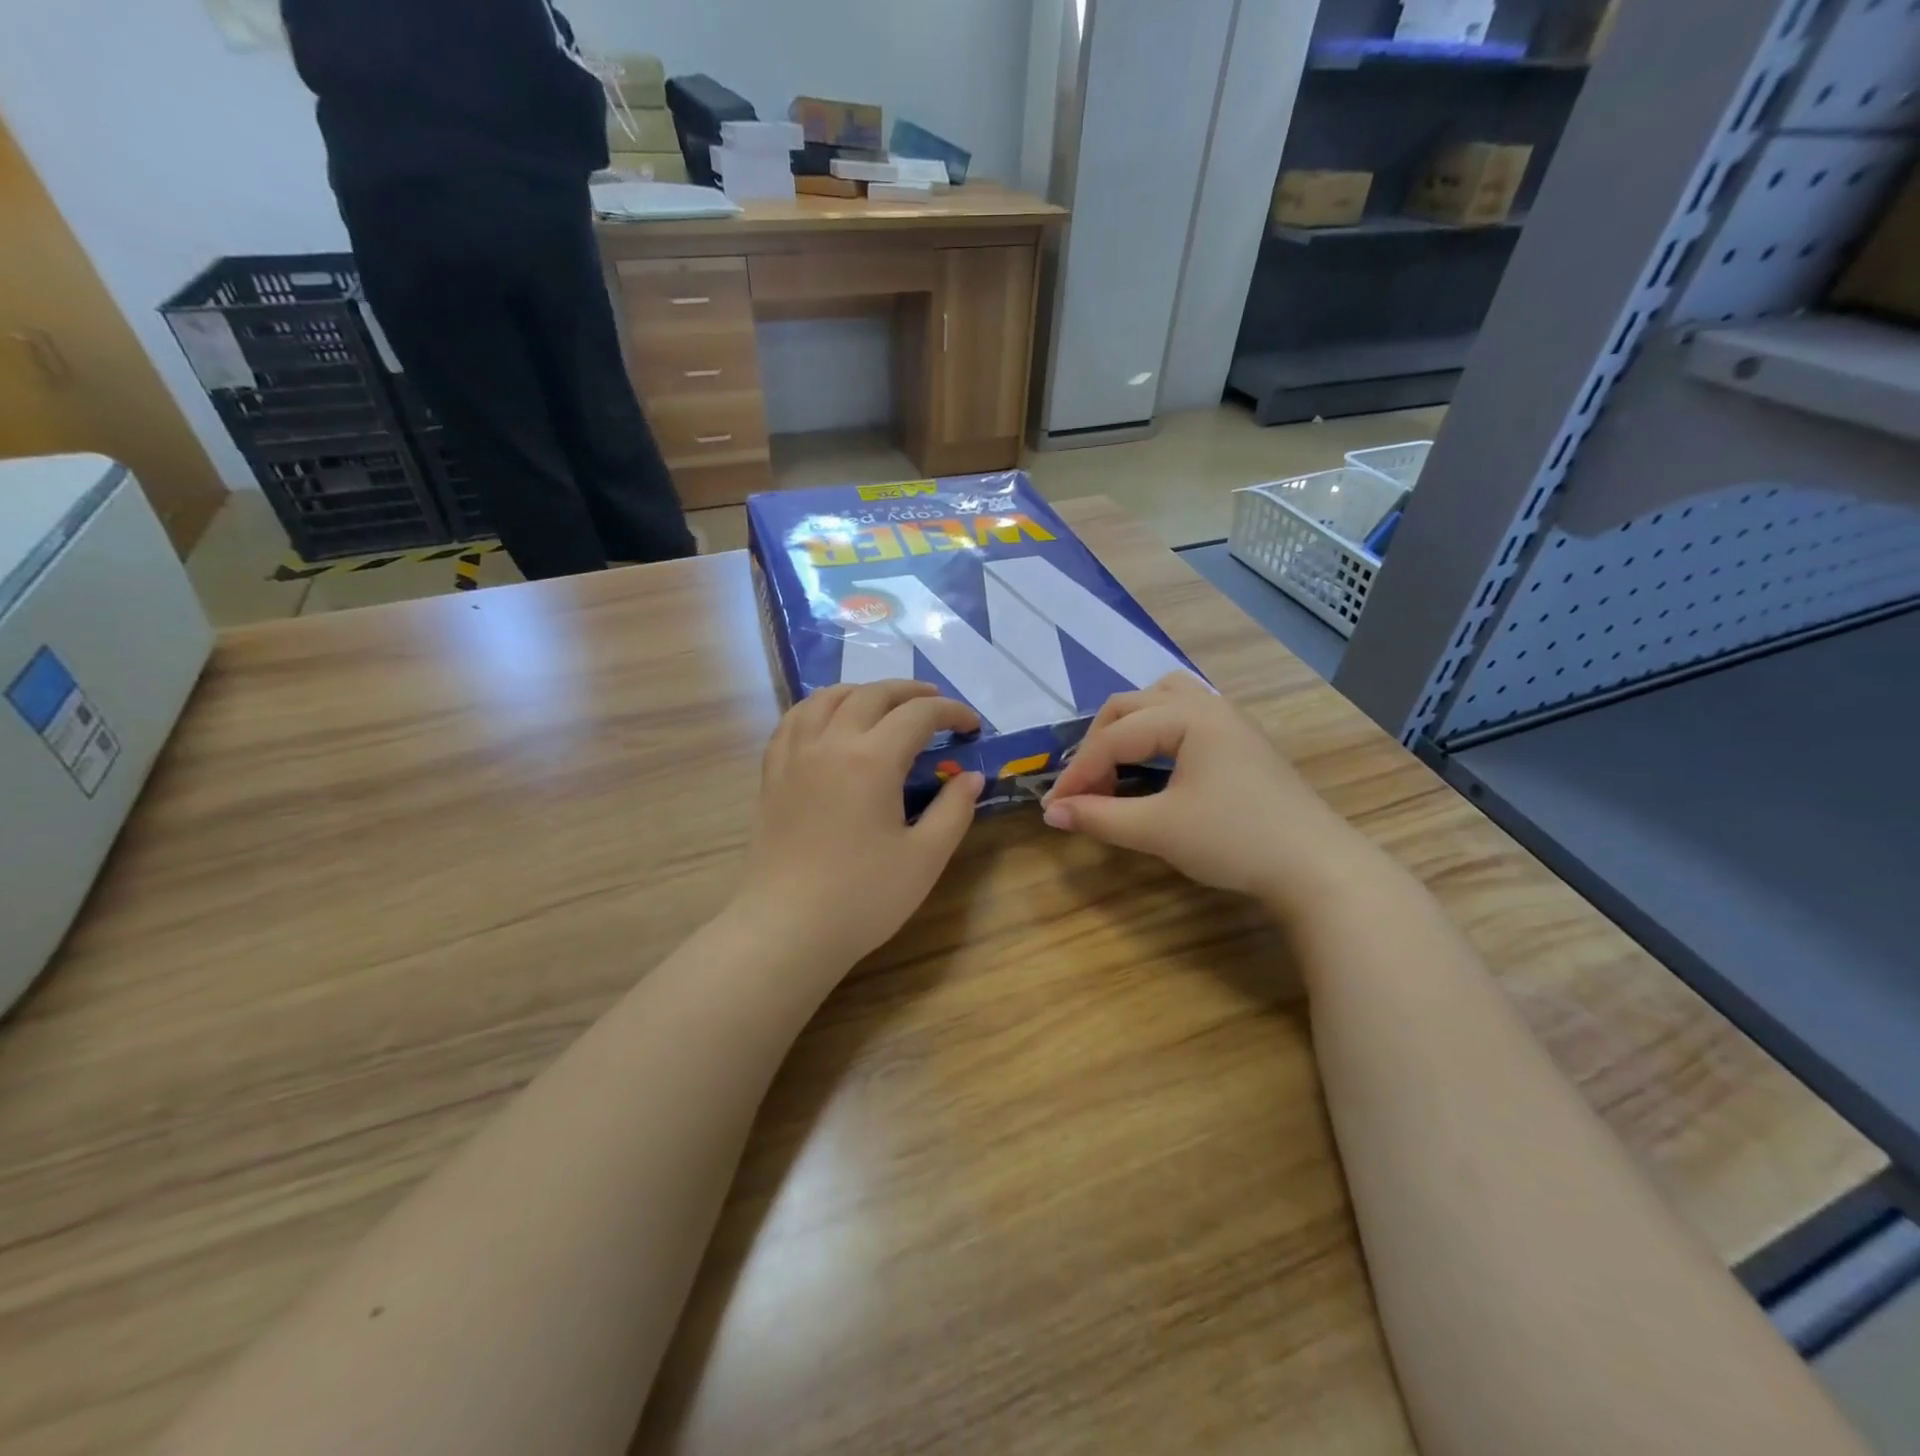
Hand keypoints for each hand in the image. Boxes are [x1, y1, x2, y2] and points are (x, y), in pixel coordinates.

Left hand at [737, 681, 984, 969]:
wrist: (786, 929)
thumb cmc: (862, 898)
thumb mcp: (925, 858)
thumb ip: (953, 811)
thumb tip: (971, 777)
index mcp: (872, 760)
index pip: (918, 715)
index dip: (951, 712)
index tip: (971, 726)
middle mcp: (830, 743)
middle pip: (872, 695)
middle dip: (910, 692)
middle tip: (935, 705)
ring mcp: (794, 756)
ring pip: (826, 698)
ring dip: (862, 691)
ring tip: (882, 703)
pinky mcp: (772, 774)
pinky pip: (793, 720)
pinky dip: (818, 707)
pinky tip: (828, 722)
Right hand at [1042, 673, 1366, 914]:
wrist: (1316, 867)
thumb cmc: (1235, 840)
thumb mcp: (1159, 829)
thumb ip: (1099, 817)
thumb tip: (1051, 813)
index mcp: (1187, 716)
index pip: (1114, 737)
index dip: (1078, 772)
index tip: (1054, 807)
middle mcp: (1207, 705)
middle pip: (1131, 706)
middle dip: (1098, 745)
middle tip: (1083, 788)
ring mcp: (1228, 721)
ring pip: (1161, 701)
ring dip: (1128, 728)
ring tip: (1113, 764)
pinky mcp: (1240, 742)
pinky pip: (1184, 716)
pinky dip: (1155, 732)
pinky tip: (1154, 764)